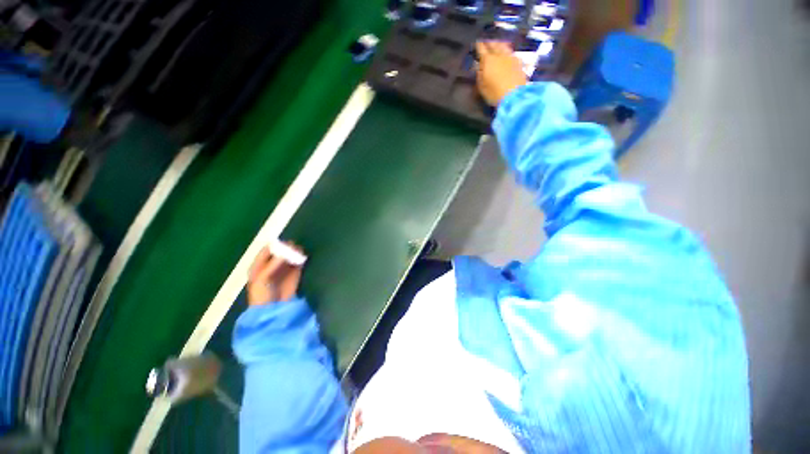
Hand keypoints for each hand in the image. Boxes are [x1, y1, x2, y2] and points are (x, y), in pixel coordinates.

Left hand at [247, 244, 303, 304]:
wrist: (272, 310)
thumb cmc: (262, 295)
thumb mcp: (262, 279)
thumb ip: (273, 265)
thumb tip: (286, 252)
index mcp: (259, 265)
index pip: (267, 250)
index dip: (275, 246)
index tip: (284, 243)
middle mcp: (271, 265)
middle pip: (280, 252)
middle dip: (287, 248)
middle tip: (294, 246)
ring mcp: (283, 269)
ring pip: (290, 256)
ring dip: (295, 253)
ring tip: (300, 251)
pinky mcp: (294, 274)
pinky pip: (298, 263)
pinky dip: (301, 259)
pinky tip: (303, 257)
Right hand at [476, 41, 527, 105]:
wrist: (515, 96)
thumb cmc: (494, 93)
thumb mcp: (482, 86)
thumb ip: (479, 74)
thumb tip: (478, 66)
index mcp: (488, 60)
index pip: (482, 49)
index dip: (478, 45)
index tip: (476, 42)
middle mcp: (499, 54)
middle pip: (494, 44)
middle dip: (489, 43)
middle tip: (486, 42)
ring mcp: (510, 56)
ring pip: (504, 46)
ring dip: (499, 44)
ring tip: (497, 44)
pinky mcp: (519, 61)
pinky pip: (511, 51)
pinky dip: (506, 50)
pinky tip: (506, 53)